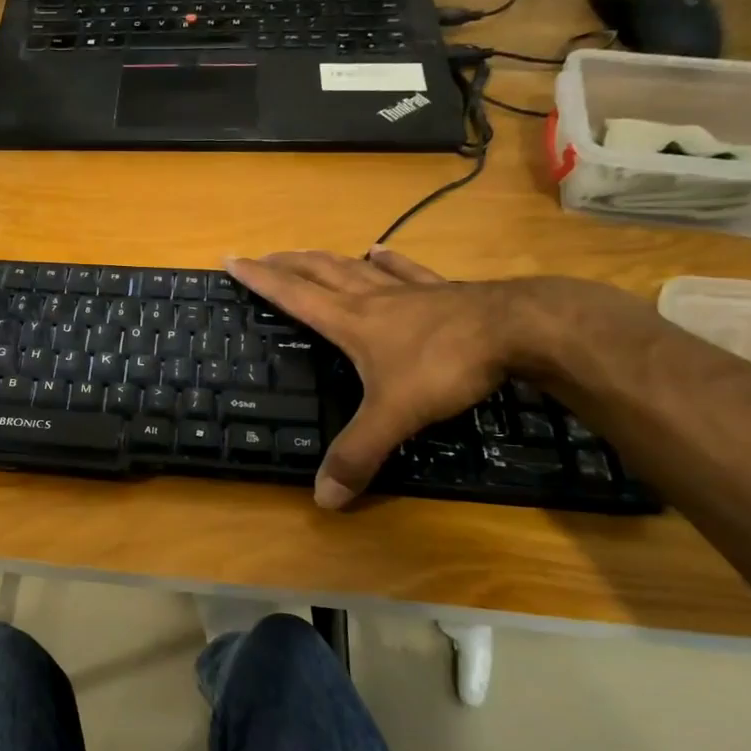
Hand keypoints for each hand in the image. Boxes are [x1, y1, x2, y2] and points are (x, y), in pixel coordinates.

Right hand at [224, 248, 515, 509]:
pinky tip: (380, 251)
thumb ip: (358, 453)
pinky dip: (388, 261)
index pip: (292, 295)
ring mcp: (408, 292)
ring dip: (326, 260)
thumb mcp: (396, 415)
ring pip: (355, 268)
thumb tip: (323, 499)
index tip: (232, 259)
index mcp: (350, 321)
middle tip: (261, 256)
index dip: (259, 278)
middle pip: (319, 273)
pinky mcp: (442, 291)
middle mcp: (372, 299)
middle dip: (286, 264)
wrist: (519, 330)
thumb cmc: (445, 365)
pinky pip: (406, 271)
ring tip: (307, 253)